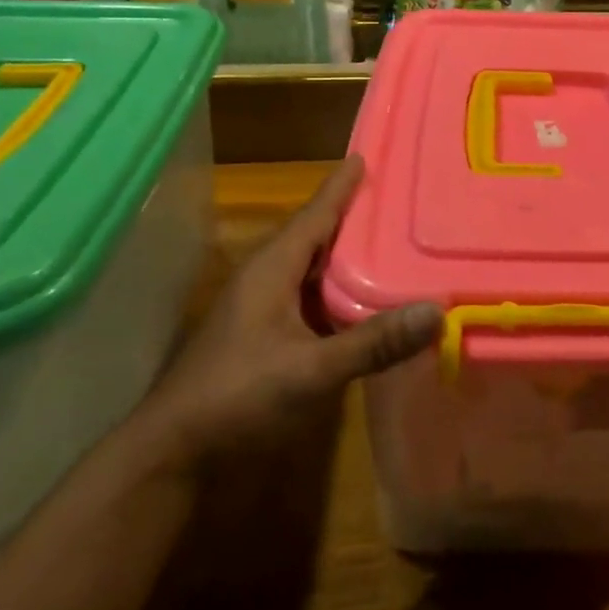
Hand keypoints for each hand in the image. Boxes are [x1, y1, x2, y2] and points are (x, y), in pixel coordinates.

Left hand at [137, 157, 440, 469]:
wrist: (172, 453)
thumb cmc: (236, 397)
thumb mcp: (310, 370)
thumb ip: (372, 343)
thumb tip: (436, 311)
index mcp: (272, 268)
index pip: (315, 214)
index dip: (340, 186)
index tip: (366, 155)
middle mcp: (266, 278)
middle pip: (316, 234)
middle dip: (352, 214)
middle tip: (397, 196)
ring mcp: (262, 308)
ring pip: (312, 267)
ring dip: (347, 254)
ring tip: (391, 240)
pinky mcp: (264, 335)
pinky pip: (310, 296)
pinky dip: (339, 289)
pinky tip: (364, 299)